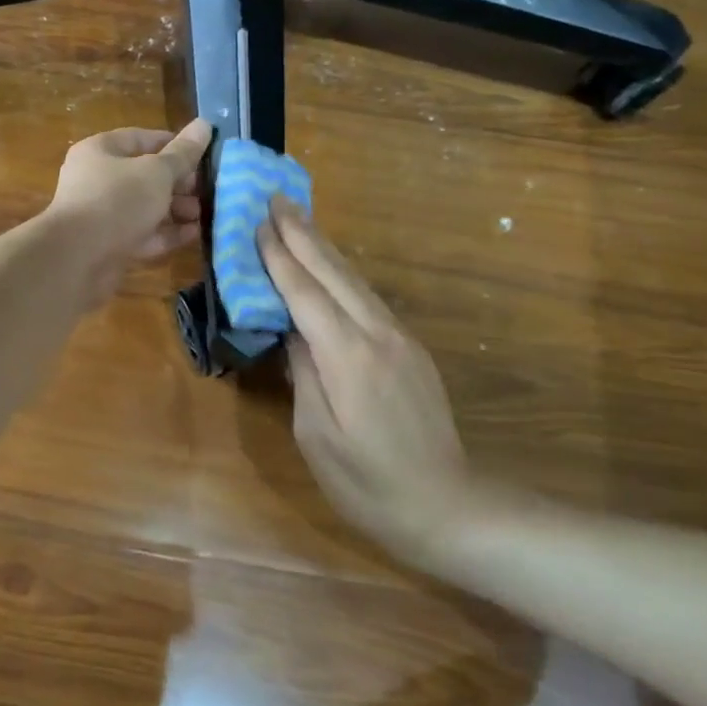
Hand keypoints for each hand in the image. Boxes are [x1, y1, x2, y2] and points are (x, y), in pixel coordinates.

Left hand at [46, 119, 212, 306]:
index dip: (173, 144)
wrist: (76, 259)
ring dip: (175, 209)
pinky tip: (194, 234)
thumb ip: (183, 153)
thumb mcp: (156, 172)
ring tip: (204, 213)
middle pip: (144, 175)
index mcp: (100, 151)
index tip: (203, 154)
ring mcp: (101, 214)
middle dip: (178, 182)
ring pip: (145, 206)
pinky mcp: (108, 244)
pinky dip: (166, 233)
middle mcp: (97, 179)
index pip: (140, 138)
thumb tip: (205, 124)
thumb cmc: (117, 201)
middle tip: (207, 189)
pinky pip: (142, 233)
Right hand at [256, 198, 473, 570]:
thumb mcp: (317, 436)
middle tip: (276, 199)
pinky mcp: (410, 348)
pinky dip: (341, 272)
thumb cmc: (369, 484)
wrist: (449, 506)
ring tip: (298, 219)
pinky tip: (330, 265)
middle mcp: (377, 334)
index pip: (305, 294)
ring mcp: (399, 338)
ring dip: (323, 246)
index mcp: (348, 356)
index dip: (280, 258)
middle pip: (333, 273)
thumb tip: (292, 332)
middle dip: (302, 233)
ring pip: (354, 280)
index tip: (257, 223)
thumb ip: (302, 374)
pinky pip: (367, 297)